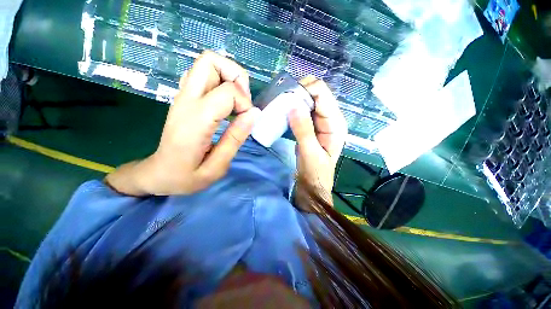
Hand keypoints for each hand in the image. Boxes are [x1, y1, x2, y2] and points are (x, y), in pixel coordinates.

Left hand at [106, 51, 259, 195]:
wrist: (157, 174)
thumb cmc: (186, 176)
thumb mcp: (217, 167)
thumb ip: (236, 139)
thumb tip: (254, 113)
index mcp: (195, 121)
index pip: (227, 92)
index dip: (245, 102)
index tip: (247, 119)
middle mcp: (186, 101)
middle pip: (210, 61)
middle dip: (236, 76)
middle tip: (243, 100)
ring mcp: (182, 96)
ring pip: (207, 63)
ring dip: (229, 77)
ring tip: (236, 102)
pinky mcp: (183, 98)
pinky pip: (203, 75)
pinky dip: (220, 81)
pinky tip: (224, 103)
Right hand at [288, 77, 347, 203]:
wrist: (313, 186)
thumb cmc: (315, 173)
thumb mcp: (309, 153)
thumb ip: (303, 130)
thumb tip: (293, 106)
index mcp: (336, 124)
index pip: (323, 95)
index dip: (306, 90)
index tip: (288, 95)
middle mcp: (331, 119)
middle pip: (317, 95)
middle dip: (300, 93)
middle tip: (283, 100)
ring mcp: (321, 123)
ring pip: (310, 102)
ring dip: (296, 100)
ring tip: (282, 104)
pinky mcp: (312, 127)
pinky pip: (304, 112)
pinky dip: (295, 109)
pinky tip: (286, 111)